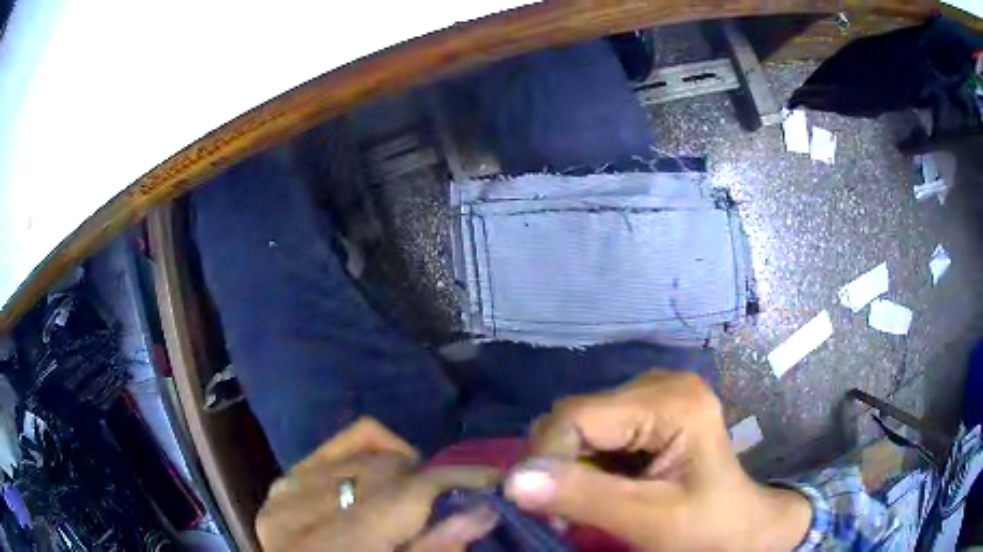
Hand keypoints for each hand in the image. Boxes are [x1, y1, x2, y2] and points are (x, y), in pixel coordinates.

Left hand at [257, 417, 499, 550]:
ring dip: (402, 473)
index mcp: (339, 544)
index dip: (458, 479)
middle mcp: (303, 509)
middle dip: (431, 483)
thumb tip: (485, 508)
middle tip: (452, 503)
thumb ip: (436, 547)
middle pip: (387, 469)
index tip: (495, 478)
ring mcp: (286, 491)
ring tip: (414, 498)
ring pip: (365, 453)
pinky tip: (384, 474)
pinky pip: (335, 446)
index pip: (407, 491)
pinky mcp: (282, 485)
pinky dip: (369, 451)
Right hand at [503, 370, 812, 550]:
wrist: (738, 528)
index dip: (547, 459)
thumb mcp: (648, 520)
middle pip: (576, 416)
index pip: (577, 415)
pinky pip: (594, 430)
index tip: (546, 508)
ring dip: (570, 466)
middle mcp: (660, 383)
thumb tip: (511, 481)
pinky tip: (603, 485)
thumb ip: (584, 498)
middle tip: (569, 512)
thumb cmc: (704, 528)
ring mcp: (654, 393)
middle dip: (560, 465)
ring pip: (579, 424)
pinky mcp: (647, 409)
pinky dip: (585, 463)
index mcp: (672, 402)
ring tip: (590, 502)